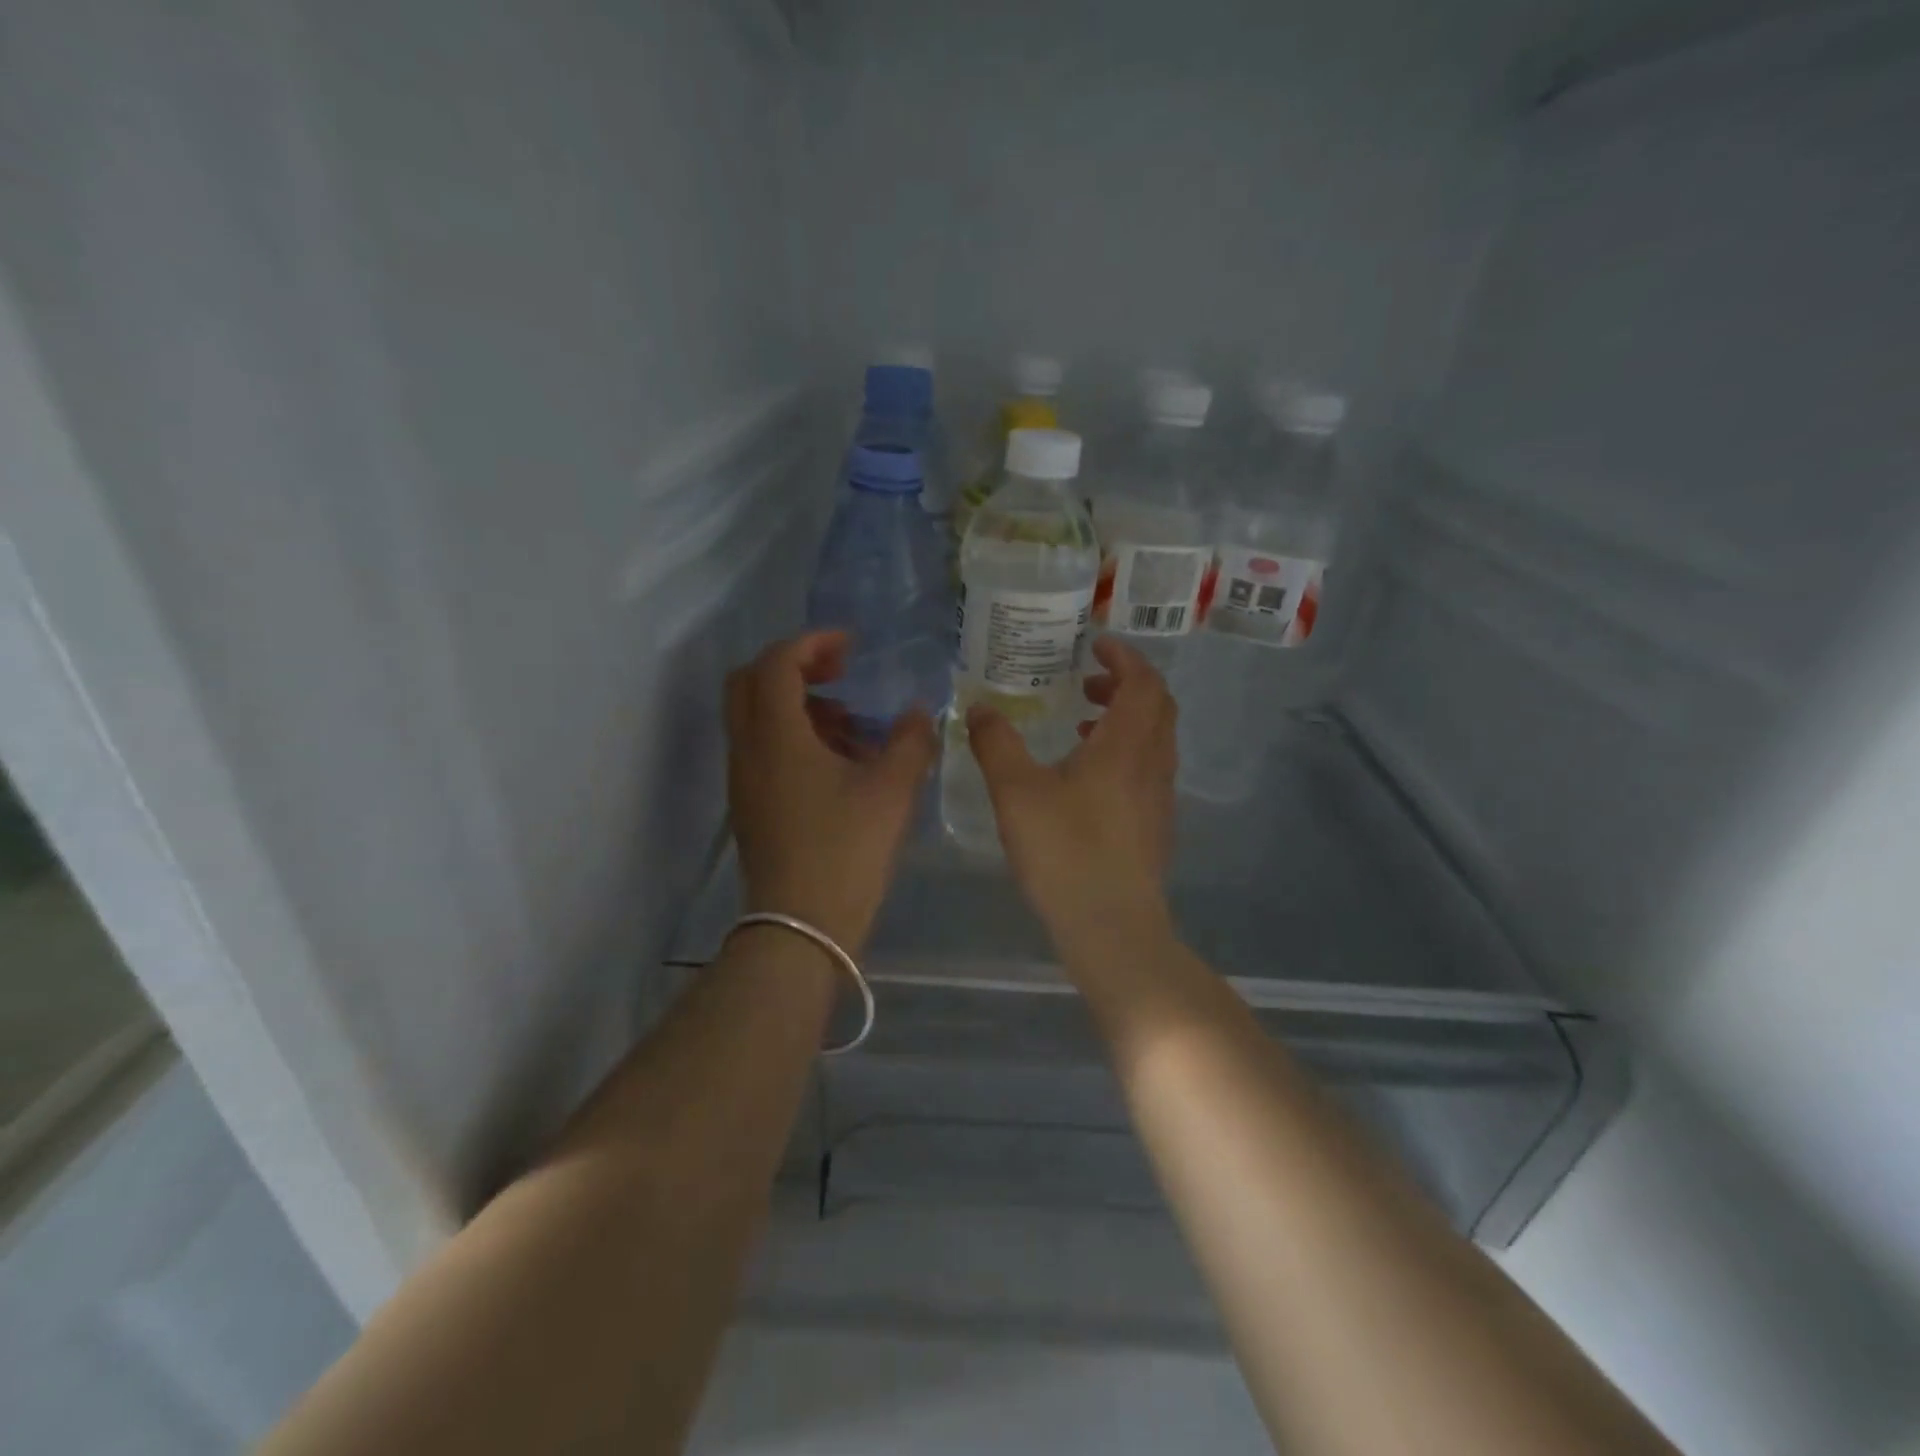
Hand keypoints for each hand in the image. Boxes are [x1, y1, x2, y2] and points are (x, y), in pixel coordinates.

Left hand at [726, 631, 935, 950]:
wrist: (800, 925)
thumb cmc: (846, 850)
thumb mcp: (892, 790)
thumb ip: (910, 740)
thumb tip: (918, 711)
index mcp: (776, 735)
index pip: (777, 663)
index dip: (812, 643)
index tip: (851, 647)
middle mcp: (748, 749)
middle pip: (750, 682)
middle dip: (795, 666)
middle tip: (840, 674)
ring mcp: (744, 778)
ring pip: (756, 716)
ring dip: (799, 704)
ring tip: (852, 726)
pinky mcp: (750, 804)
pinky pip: (763, 748)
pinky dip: (795, 736)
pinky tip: (840, 764)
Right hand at [965, 636, 1177, 948]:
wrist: (1113, 927)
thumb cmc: (1065, 852)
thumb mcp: (1016, 792)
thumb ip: (996, 744)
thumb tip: (980, 707)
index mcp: (1126, 745)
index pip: (1143, 681)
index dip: (1123, 656)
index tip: (1096, 645)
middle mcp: (1153, 763)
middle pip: (1157, 706)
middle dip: (1125, 684)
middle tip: (1086, 682)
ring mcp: (1160, 797)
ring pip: (1155, 739)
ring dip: (1125, 719)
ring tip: (1081, 726)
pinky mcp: (1156, 826)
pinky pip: (1149, 768)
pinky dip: (1126, 752)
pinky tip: (1087, 779)